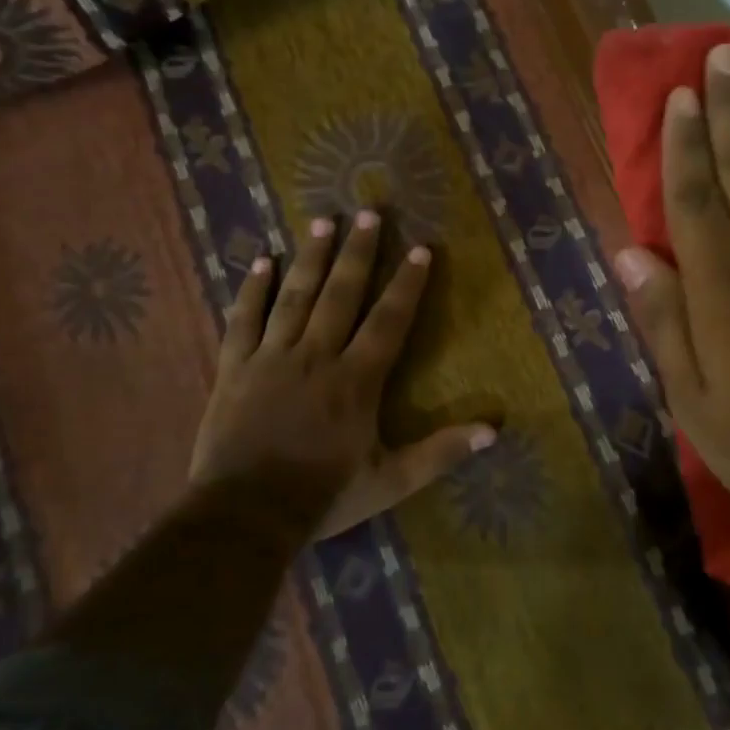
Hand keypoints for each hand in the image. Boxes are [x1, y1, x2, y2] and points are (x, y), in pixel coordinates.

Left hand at [190, 212, 495, 538]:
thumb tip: (494, 429)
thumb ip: (441, 452)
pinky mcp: (235, 368)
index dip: (407, 284)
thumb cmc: (323, 497)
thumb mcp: (391, 481)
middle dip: (358, 252)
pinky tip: (260, 261)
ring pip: (295, 297)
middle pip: (341, 295)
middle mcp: (316, 356)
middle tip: (369, 212)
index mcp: (356, 380)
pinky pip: (243, 321)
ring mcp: (271, 358)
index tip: (420, 248)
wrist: (243, 517)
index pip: (388, 321)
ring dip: (311, 257)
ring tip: (323, 220)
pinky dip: (251, 290)